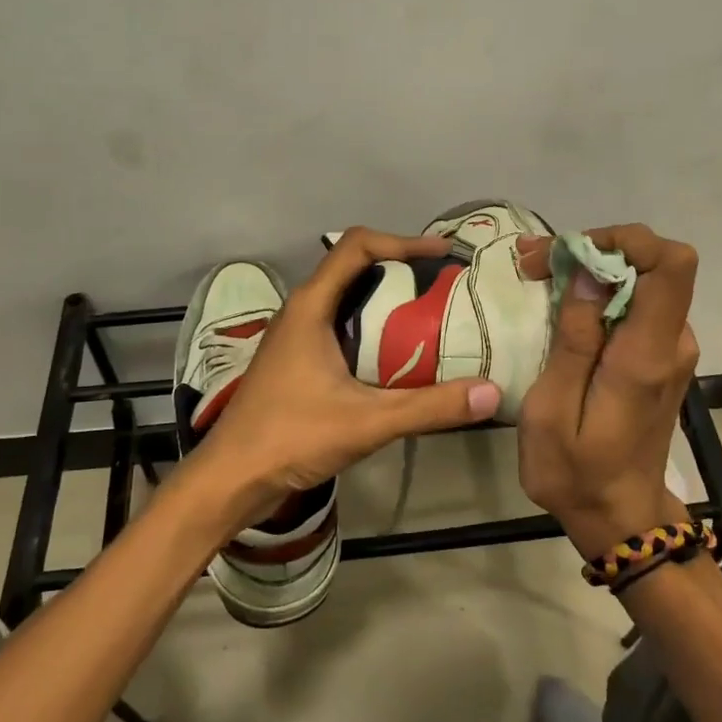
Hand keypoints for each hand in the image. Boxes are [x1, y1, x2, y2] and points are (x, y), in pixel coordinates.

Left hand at [194, 228, 503, 528]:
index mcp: (311, 306)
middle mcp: (301, 310)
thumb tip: (491, 392)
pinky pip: (340, 325)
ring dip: (386, 298)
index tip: (441, 254)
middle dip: (400, 268)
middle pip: (354, 267)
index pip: (357, 246)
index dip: (401, 241)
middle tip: (444, 285)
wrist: (230, 480)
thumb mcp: (367, 422)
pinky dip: (372, 326)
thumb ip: (429, 407)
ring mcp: (296, 335)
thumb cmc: (290, 437)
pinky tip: (397, 355)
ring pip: (347, 298)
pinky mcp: (297, 359)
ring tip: (430, 313)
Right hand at [516, 225, 700, 556]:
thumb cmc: (576, 472)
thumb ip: (575, 339)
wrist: (620, 517)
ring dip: (593, 270)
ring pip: (642, 280)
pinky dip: (601, 292)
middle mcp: (671, 342)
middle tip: (533, 263)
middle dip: (593, 250)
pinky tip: (562, 305)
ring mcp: (671, 349)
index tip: (571, 253)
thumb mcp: (552, 410)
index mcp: (647, 354)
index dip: (625, 240)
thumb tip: (591, 272)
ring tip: (537, 277)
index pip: (671, 265)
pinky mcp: (661, 356)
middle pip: (653, 264)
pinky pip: (637, 304)